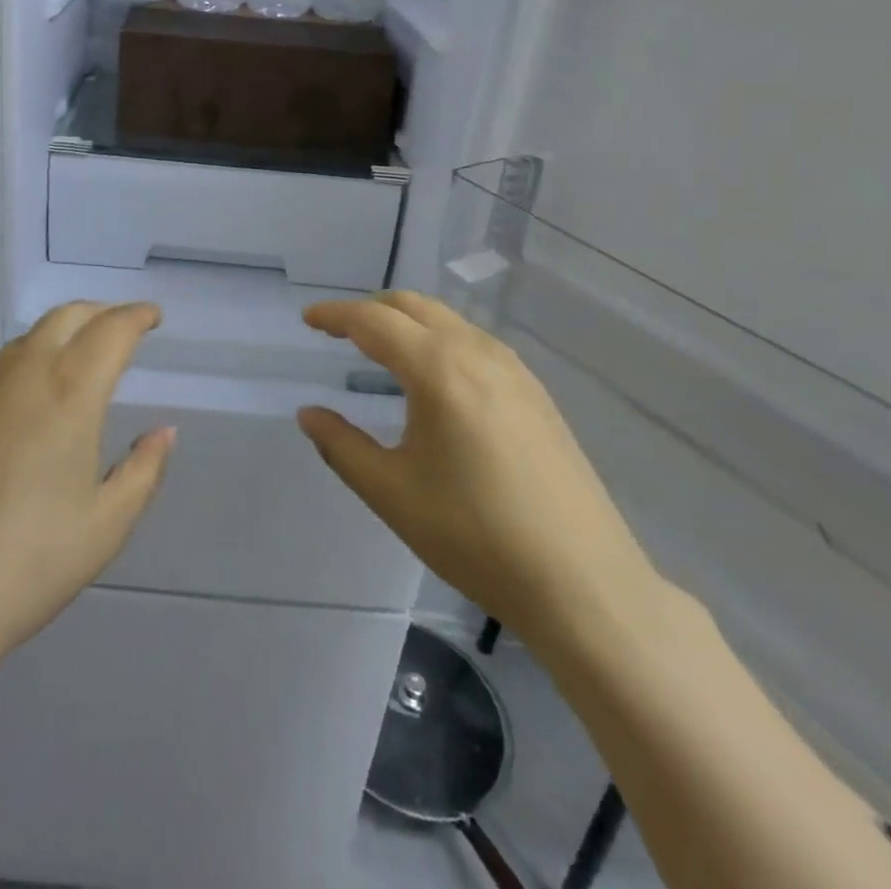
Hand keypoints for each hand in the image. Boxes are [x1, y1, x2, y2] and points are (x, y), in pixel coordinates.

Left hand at [0, 302, 174, 664]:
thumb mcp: (108, 523)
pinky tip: (41, 386)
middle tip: (125, 327)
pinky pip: (8, 360)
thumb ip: (144, 469)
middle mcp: (29, 373)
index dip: (137, 316)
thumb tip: (164, 432)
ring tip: (87, 351)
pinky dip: (36, 351)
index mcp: (72, 391)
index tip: (154, 316)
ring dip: (67, 328)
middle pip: (68, 316)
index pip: (111, 330)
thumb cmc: (32, 558)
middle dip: (102, 312)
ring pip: (33, 334)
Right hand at [298, 291, 658, 650]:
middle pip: (413, 306)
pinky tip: (436, 378)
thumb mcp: (392, 493)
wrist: (583, 582)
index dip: (335, 315)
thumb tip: (309, 414)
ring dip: (407, 322)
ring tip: (381, 349)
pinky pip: (475, 342)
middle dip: (370, 310)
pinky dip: (439, 339)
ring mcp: (514, 370)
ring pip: (448, 321)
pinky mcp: (536, 393)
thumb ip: (341, 446)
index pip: (373, 321)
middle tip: (338, 331)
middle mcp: (477, 354)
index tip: (307, 319)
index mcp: (438, 370)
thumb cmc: (476, 536)